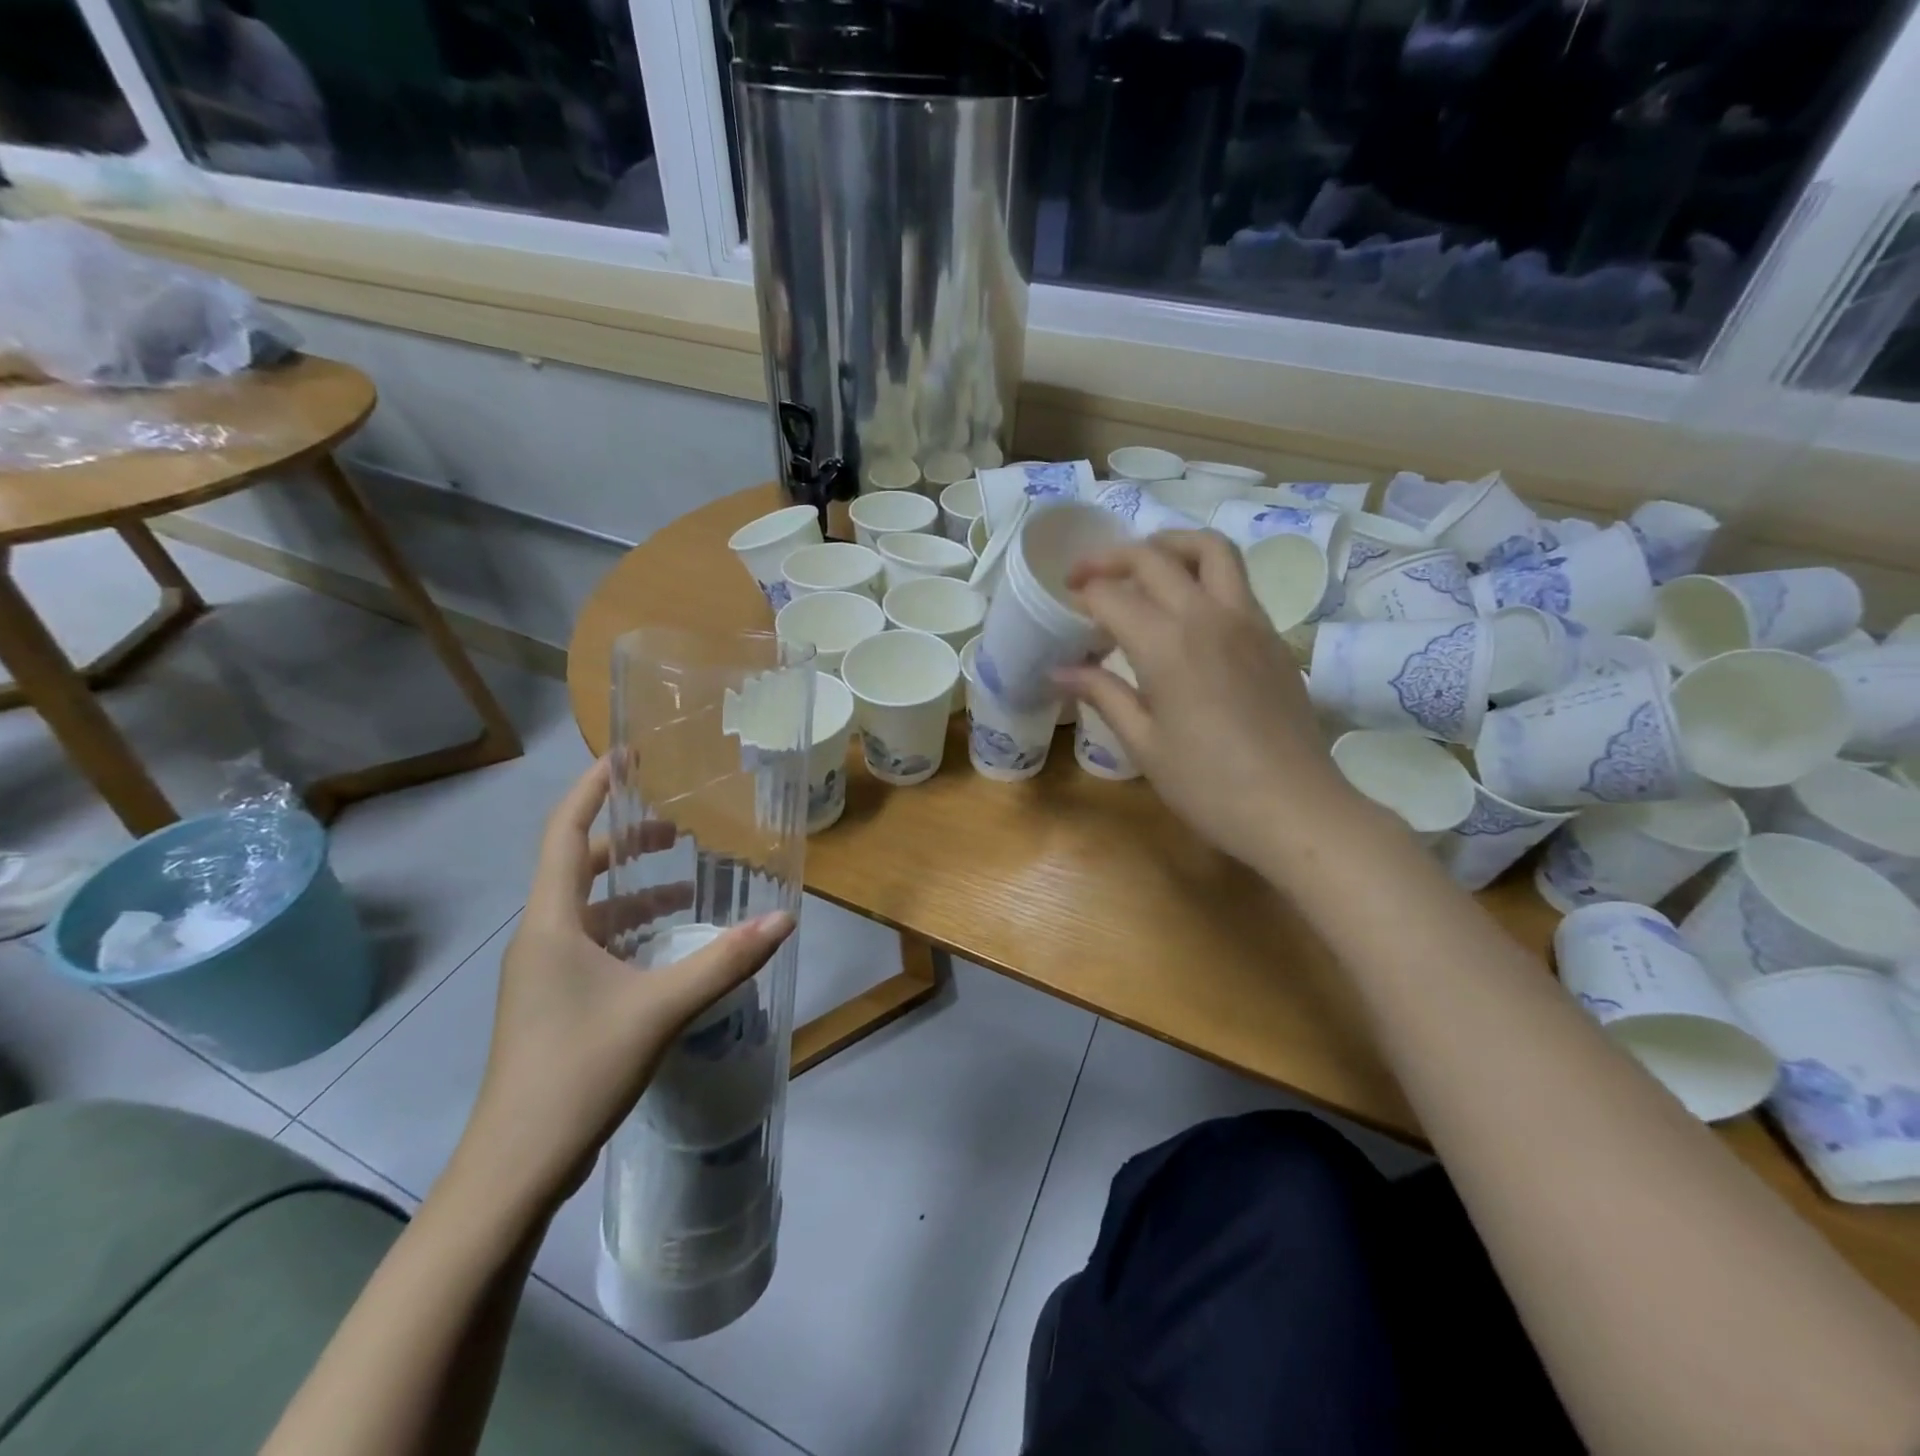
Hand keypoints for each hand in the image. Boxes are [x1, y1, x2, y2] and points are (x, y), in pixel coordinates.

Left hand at [454, 759, 794, 1214]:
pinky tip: (668, 950)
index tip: (625, 754)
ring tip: (687, 892)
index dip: (593, 789)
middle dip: (625, 843)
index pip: (565, 833)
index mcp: (551, 923)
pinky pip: (594, 945)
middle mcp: (541, 938)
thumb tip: (784, 917)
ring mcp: (543, 974)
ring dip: (634, 894)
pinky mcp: (554, 1003)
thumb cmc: (577, 1071)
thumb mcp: (661, 1009)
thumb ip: (725, 960)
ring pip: (590, 912)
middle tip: (677, 828)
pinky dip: (631, 932)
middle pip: (578, 869)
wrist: (515, 1166)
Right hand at [1056, 530, 1351, 871]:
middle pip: (1154, 557)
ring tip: (1143, 564)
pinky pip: (1235, 580)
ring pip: (1210, 549)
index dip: (1083, 594)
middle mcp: (1207, 615)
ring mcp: (1248, 619)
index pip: (1111, 596)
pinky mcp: (1273, 634)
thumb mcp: (1144, 743)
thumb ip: (1102, 695)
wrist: (1295, 808)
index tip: (1065, 604)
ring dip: (1169, 544)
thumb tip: (1059, 671)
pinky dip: (1201, 573)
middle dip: (1111, 558)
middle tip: (1085, 576)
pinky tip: (1186, 607)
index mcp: (1167, 644)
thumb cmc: (1208, 786)